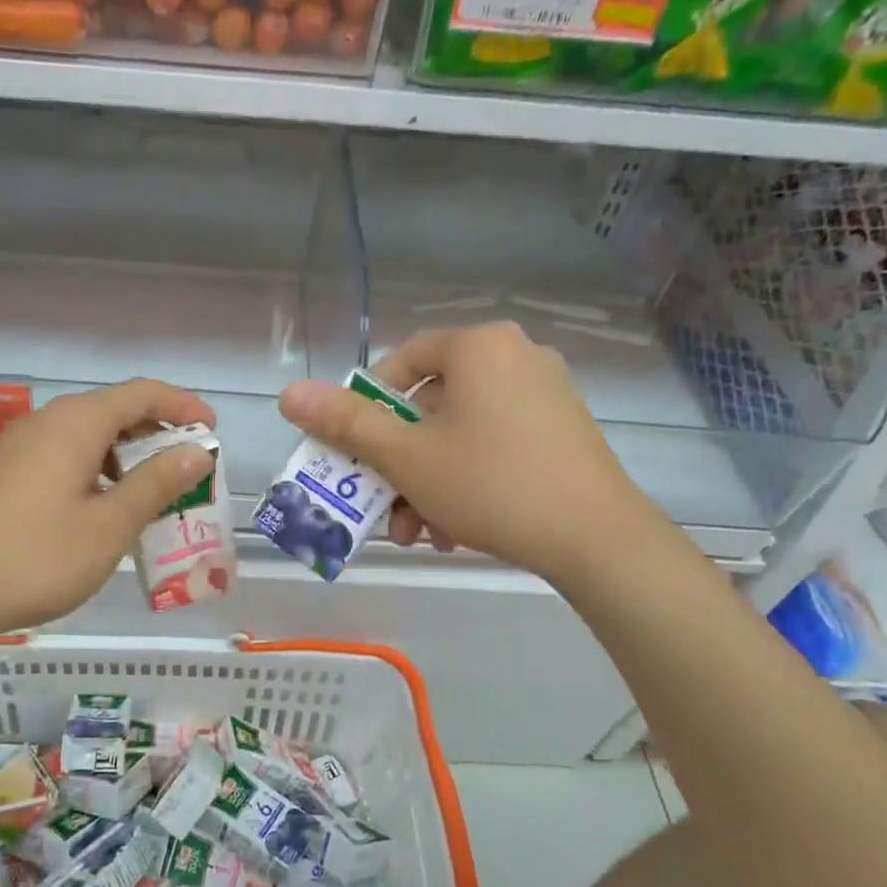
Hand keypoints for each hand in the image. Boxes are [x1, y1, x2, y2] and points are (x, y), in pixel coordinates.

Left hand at [0, 380, 215, 643]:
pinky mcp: (10, 473)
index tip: (213, 432)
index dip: (183, 406)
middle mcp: (49, 422)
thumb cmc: (34, 557)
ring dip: (130, 456)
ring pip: (92, 436)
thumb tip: (198, 450)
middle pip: (116, 410)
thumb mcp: (108, 525)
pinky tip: (109, 509)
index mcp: (77, 423)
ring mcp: (24, 447)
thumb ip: (156, 483)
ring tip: (158, 493)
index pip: (143, 393)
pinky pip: (69, 456)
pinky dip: (101, 471)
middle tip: (192, 469)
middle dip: (159, 434)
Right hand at [277, 323, 656, 582]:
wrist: (598, 539)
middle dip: (400, 463)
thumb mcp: (406, 457)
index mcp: (479, 346)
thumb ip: (346, 423)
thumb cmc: (490, 484)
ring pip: (461, 432)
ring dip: (428, 481)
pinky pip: (495, 444)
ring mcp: (546, 393)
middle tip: (387, 508)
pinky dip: (467, 479)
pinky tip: (456, 527)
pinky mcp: (564, 430)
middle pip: (431, 405)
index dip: (367, 407)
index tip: (358, 453)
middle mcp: (516, 356)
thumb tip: (288, 393)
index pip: (401, 362)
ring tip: (421, 532)